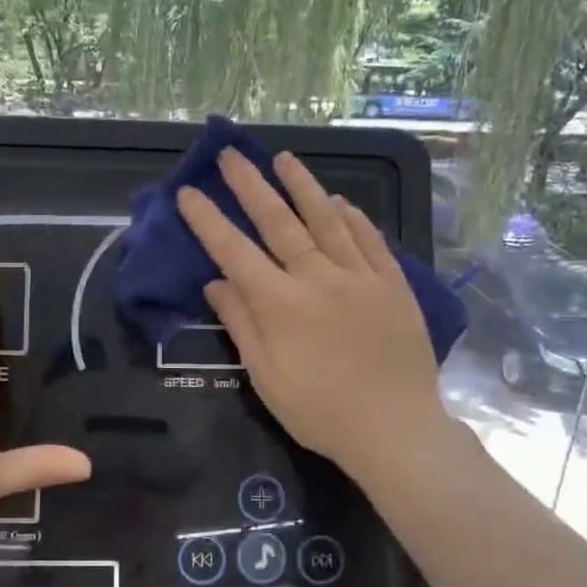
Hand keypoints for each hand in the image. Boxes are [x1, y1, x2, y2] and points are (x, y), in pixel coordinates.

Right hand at [177, 149, 449, 482]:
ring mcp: (361, 277)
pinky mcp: (393, 285)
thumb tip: (216, 283)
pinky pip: (371, 240)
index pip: (235, 252)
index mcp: (282, 305)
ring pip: (328, 220)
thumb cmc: (321, 412)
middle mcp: (319, 279)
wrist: (396, 430)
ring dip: (303, 187)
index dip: (209, 221)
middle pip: (280, 223)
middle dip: (251, 187)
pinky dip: (353, 217)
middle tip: (232, 156)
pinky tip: (341, 201)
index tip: (190, 193)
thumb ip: (242, 325)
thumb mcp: (267, 378)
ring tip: (284, 159)